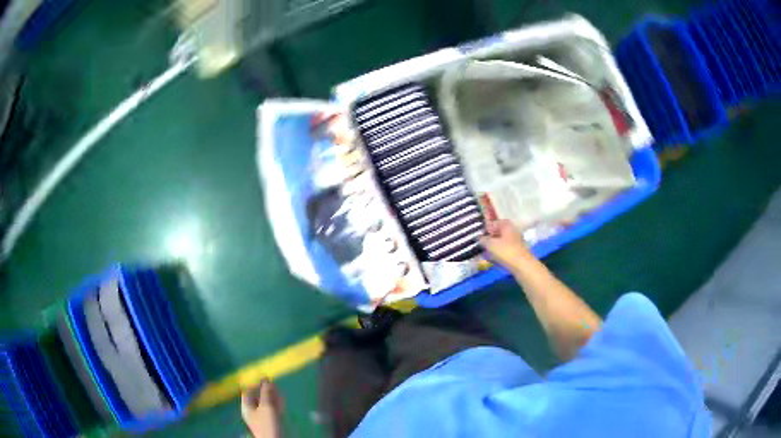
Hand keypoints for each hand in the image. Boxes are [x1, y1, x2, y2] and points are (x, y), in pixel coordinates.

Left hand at [241, 379, 283, 437]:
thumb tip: (266, 380)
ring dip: (271, 395)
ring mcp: (262, 417)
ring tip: (278, 388)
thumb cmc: (267, 423)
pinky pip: (272, 410)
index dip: (255, 384)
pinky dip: (276, 403)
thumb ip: (266, 393)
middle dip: (264, 389)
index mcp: (247, 407)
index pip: (248, 392)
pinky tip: (281, 399)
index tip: (263, 378)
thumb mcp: (266, 406)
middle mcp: (252, 411)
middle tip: (272, 381)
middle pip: (257, 397)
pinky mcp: (271, 422)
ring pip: (265, 403)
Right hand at [480, 220, 534, 269]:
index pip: (494, 222)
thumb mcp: (490, 244)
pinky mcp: (517, 252)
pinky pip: (505, 251)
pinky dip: (499, 254)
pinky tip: (493, 260)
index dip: (486, 228)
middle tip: (481, 245)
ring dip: (493, 247)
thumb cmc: (505, 251)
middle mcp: (512, 231)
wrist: (522, 265)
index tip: (479, 235)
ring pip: (501, 243)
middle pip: (498, 233)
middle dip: (489, 239)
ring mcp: (516, 242)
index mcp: (506, 225)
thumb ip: (483, 239)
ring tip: (485, 254)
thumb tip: (478, 237)